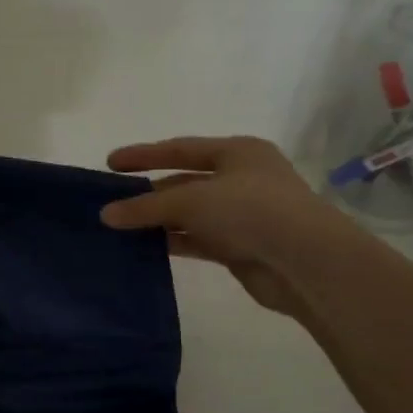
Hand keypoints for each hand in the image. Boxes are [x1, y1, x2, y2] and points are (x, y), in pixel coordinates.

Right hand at [98, 135, 356, 315]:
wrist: (305, 263)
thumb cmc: (251, 211)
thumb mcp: (191, 200)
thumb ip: (146, 206)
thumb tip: (106, 214)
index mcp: (238, 152)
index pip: (181, 149)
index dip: (144, 155)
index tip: (110, 163)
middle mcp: (241, 179)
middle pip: (184, 182)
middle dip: (148, 193)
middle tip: (112, 203)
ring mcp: (242, 214)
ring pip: (189, 214)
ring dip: (157, 220)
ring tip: (119, 228)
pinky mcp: (239, 246)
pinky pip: (196, 239)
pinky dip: (172, 241)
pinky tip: (143, 249)